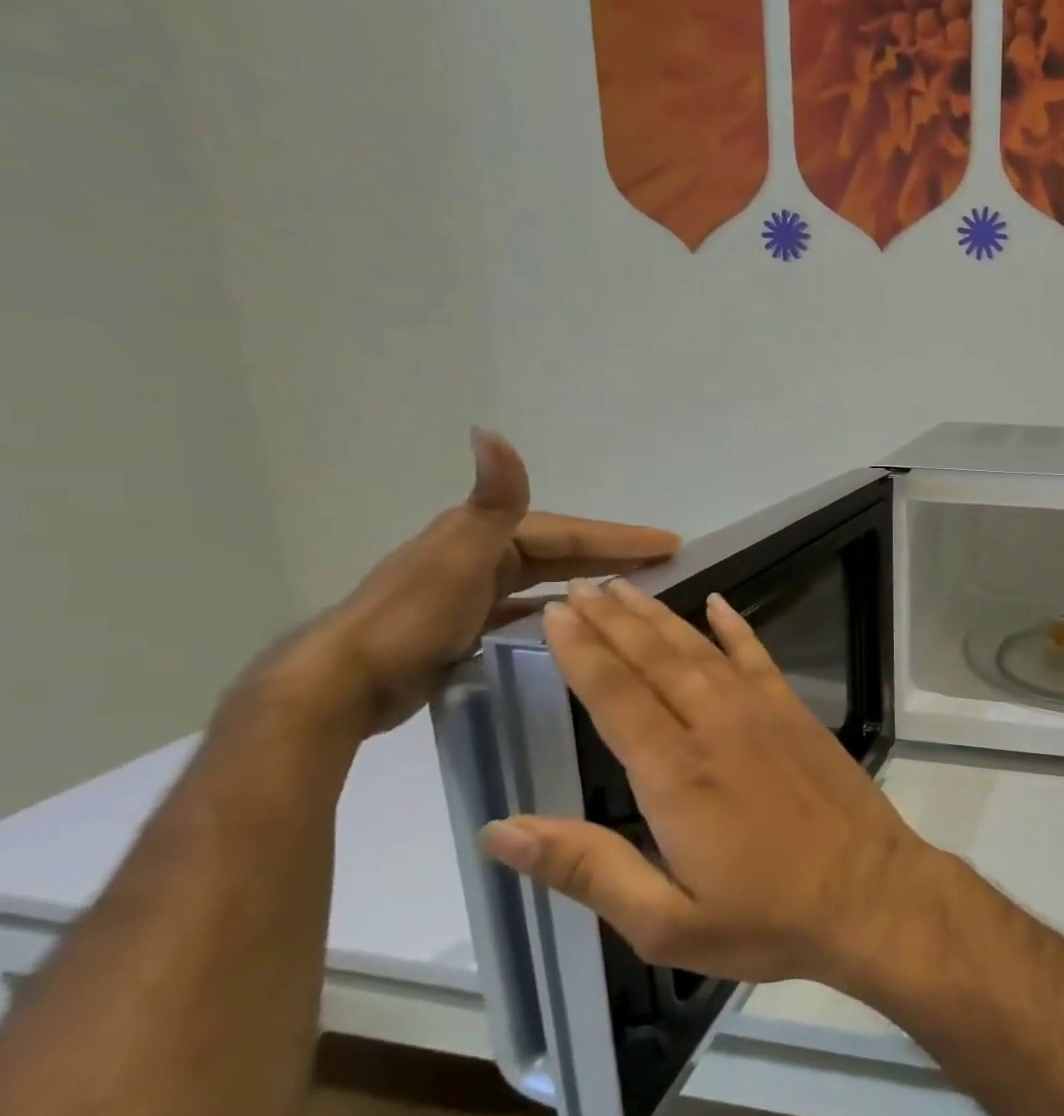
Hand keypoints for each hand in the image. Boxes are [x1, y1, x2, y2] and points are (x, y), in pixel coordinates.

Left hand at [262, 430, 677, 734]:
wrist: (340, 685)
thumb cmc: (412, 620)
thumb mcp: (462, 556)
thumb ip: (493, 500)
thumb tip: (492, 431)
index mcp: (485, 534)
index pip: (570, 533)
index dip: (621, 538)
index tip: (672, 544)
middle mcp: (480, 554)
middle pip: (562, 551)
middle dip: (614, 554)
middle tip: (666, 562)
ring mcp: (470, 591)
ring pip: (546, 579)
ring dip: (588, 579)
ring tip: (632, 590)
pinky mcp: (464, 626)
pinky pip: (526, 608)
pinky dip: (555, 608)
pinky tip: (574, 622)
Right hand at [479, 578, 941, 986]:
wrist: (870, 893)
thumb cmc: (767, 918)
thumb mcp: (664, 923)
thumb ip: (587, 869)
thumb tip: (500, 830)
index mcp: (674, 774)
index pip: (614, 695)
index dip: (581, 651)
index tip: (553, 613)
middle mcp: (715, 726)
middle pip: (653, 660)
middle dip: (610, 620)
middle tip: (577, 586)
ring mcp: (762, 712)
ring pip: (699, 650)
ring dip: (658, 617)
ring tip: (624, 587)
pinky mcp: (797, 713)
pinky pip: (758, 657)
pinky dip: (735, 627)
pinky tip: (717, 603)